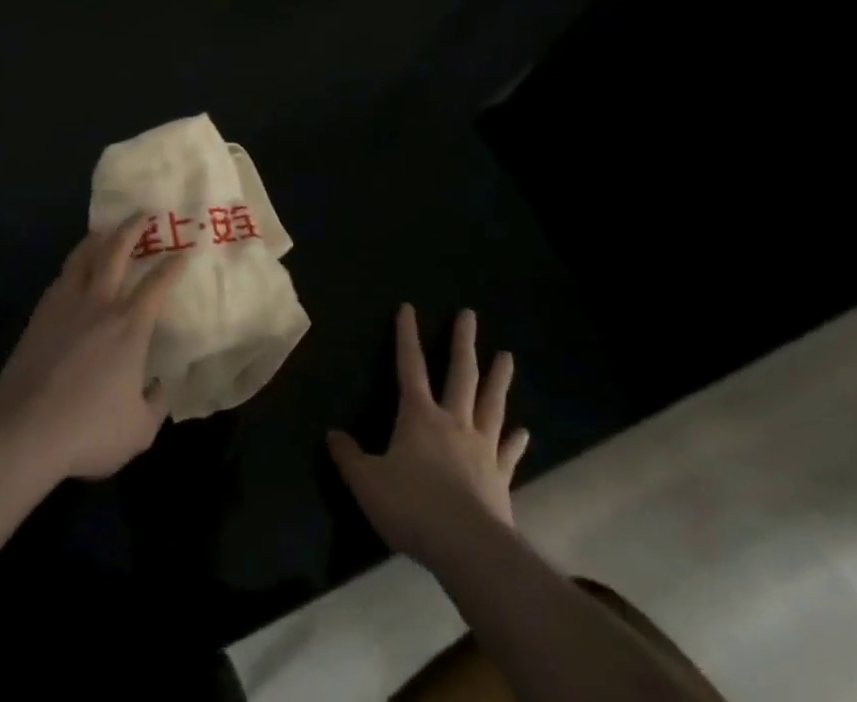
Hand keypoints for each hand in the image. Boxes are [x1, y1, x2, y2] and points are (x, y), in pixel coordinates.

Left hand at [0, 218, 186, 482]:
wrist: (25, 426)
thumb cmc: (88, 429)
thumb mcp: (138, 431)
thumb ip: (156, 405)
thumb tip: (161, 387)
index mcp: (130, 327)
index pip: (157, 285)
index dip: (172, 266)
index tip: (183, 252)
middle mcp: (101, 304)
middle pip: (117, 252)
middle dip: (132, 229)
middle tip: (142, 214)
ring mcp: (67, 304)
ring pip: (85, 256)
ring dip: (99, 238)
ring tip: (106, 228)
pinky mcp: (42, 313)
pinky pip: (63, 275)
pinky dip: (74, 262)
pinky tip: (75, 267)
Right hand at [328, 305, 530, 568]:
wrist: (467, 548)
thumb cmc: (412, 507)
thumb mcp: (366, 482)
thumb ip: (349, 457)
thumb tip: (332, 435)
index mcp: (418, 415)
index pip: (409, 365)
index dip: (406, 335)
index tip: (408, 307)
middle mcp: (453, 422)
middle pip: (460, 373)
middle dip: (463, 342)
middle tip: (469, 314)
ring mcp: (481, 448)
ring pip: (490, 404)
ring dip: (498, 378)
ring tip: (507, 356)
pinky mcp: (500, 478)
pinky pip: (508, 452)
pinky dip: (516, 440)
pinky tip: (524, 431)